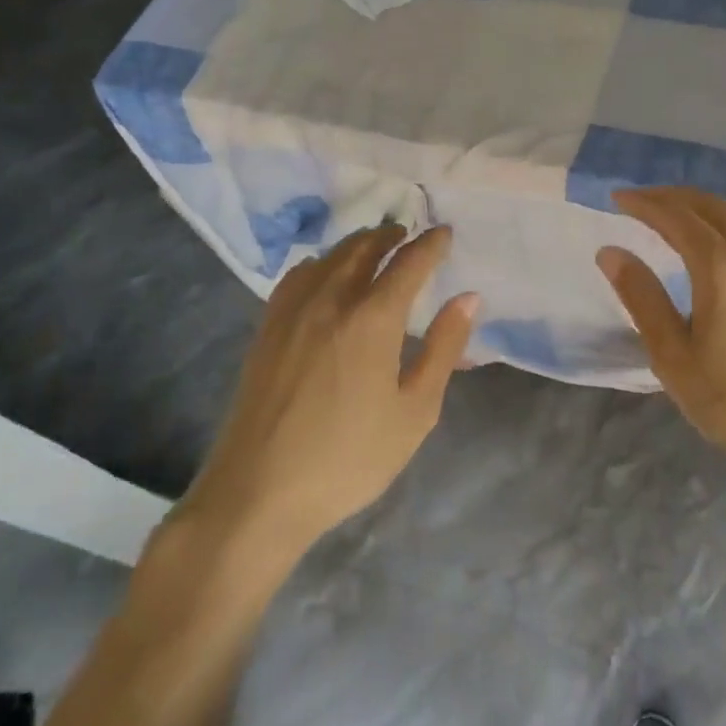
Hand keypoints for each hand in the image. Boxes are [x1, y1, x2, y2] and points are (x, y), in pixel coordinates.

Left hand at [177, 224, 477, 557]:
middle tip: (408, 234)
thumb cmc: (348, 458)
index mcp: (372, 319)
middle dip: (390, 235)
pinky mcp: (266, 329)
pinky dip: (320, 263)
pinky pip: (297, 277)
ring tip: (373, 247)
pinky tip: (323, 275)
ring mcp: (291, 312)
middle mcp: (330, 301)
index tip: (444, 232)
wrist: (258, 493)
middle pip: (363, 248)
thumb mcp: (415, 412)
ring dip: (356, 244)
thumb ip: (444, 349)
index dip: (430, 244)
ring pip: (328, 258)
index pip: (408, 263)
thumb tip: (468, 298)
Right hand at [597, 188, 725, 483]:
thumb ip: (642, 297)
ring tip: (670, 219)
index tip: (616, 197)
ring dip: (699, 210)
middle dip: (671, 197)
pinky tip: (713, 248)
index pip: (676, 217)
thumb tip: (611, 252)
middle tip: (639, 201)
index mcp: (724, 265)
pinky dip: (723, 227)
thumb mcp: (673, 356)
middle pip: (709, 205)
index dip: (644, 203)